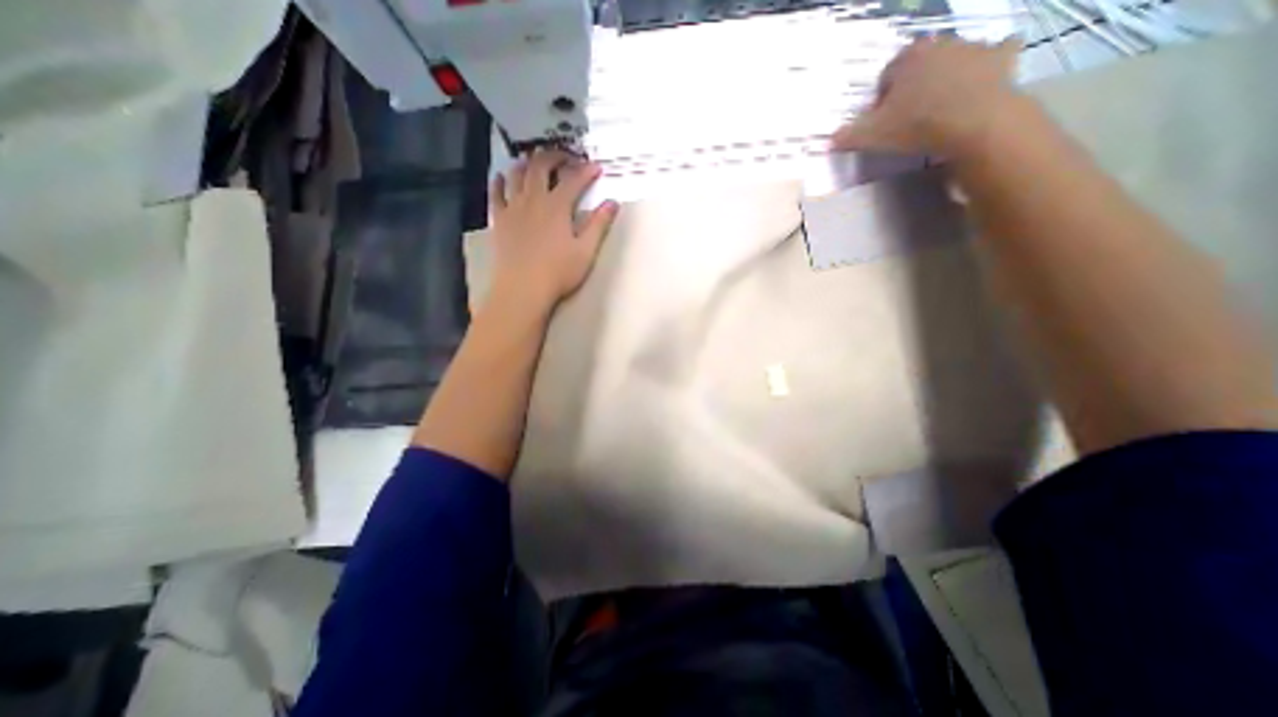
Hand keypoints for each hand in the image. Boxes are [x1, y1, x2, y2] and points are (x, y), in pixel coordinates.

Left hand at [490, 148, 618, 309]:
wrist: (523, 288)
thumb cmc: (558, 272)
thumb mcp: (586, 251)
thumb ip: (599, 225)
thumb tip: (612, 203)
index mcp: (557, 206)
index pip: (574, 180)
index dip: (586, 171)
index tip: (596, 167)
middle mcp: (534, 199)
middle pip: (541, 166)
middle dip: (555, 156)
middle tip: (565, 157)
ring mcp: (513, 207)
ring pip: (517, 174)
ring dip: (527, 163)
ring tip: (534, 161)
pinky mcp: (499, 219)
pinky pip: (496, 193)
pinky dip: (499, 181)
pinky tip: (502, 177)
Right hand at [829, 37, 1026, 157]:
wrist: (973, 123)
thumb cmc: (916, 125)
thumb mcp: (871, 136)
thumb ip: (848, 136)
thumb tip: (828, 139)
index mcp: (907, 59)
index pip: (886, 77)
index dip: (881, 100)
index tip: (882, 121)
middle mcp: (940, 44)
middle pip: (919, 65)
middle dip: (912, 86)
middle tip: (909, 116)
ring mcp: (974, 47)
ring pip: (953, 60)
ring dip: (945, 78)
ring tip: (940, 109)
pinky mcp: (1001, 57)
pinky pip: (997, 54)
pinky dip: (990, 65)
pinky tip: (982, 81)